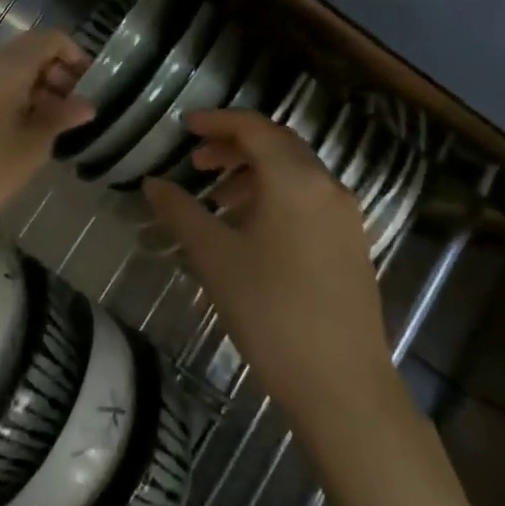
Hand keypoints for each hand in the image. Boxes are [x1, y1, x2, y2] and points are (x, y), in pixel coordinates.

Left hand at [0, 29, 93, 257]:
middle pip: (29, 50)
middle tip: (74, 105)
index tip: (89, 83)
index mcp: (7, 67)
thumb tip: (87, 104)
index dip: (74, 55)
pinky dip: (14, 94)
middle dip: (56, 71)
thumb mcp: (33, 145)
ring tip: (54, 120)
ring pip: (10, 67)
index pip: (50, 39)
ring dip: (36, 84)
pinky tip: (25, 125)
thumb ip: (61, 116)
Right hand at [142, 110, 396, 417]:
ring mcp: (345, 216)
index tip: (184, 126)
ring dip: (254, 173)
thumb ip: (181, 211)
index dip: (217, 121)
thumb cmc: (271, 311)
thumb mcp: (214, 257)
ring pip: (295, 173)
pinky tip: (251, 229)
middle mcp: (327, 186)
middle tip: (196, 161)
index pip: (254, 128)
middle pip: (278, 145)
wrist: (342, 384)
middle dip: (234, 145)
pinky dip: (276, 196)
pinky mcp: (352, 243)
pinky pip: (309, 199)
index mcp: (296, 180)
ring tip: (218, 198)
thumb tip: (152, 183)